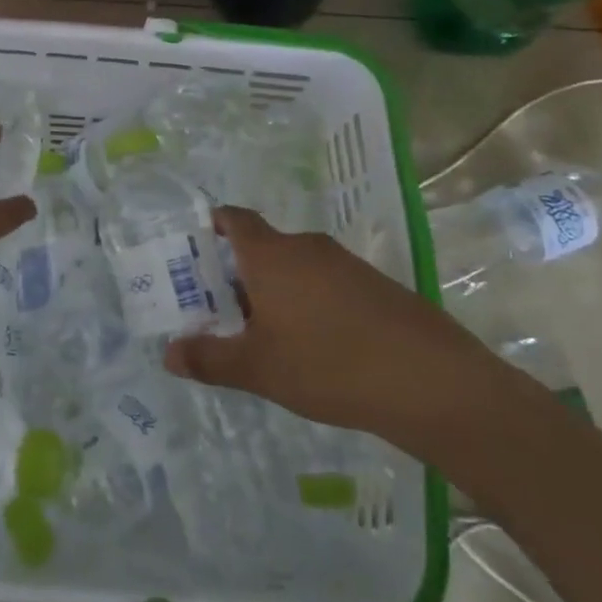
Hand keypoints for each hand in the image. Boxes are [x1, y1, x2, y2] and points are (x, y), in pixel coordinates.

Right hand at [164, 207, 517, 461]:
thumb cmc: (329, 365)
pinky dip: (308, 302)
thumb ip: (209, 358)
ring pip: (294, 267)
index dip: (211, 226)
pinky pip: (325, 283)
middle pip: (261, 247)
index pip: (233, 219)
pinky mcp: (375, 286)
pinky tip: (313, 346)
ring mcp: (345, 264)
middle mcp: (306, 247)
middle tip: (219, 309)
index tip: (193, 249)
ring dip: (274, 290)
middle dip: (237, 273)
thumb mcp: (258, 368)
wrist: (433, 382)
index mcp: (270, 254)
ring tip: (263, 334)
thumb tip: (168, 353)